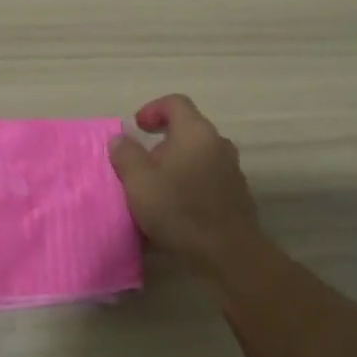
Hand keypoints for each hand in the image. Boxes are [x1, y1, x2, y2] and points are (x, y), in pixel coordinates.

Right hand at [108, 95, 263, 273]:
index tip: (137, 128)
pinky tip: (174, 212)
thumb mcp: (139, 182)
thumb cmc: (179, 210)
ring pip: (197, 158)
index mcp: (195, 133)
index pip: (175, 103)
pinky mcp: (235, 195)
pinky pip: (206, 181)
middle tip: (140, 167)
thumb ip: (126, 155)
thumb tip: (121, 139)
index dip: (153, 109)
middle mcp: (218, 144)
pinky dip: (188, 187)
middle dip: (160, 145)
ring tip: (155, 192)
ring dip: (175, 168)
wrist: (227, 253)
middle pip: (187, 131)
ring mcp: (231, 170)